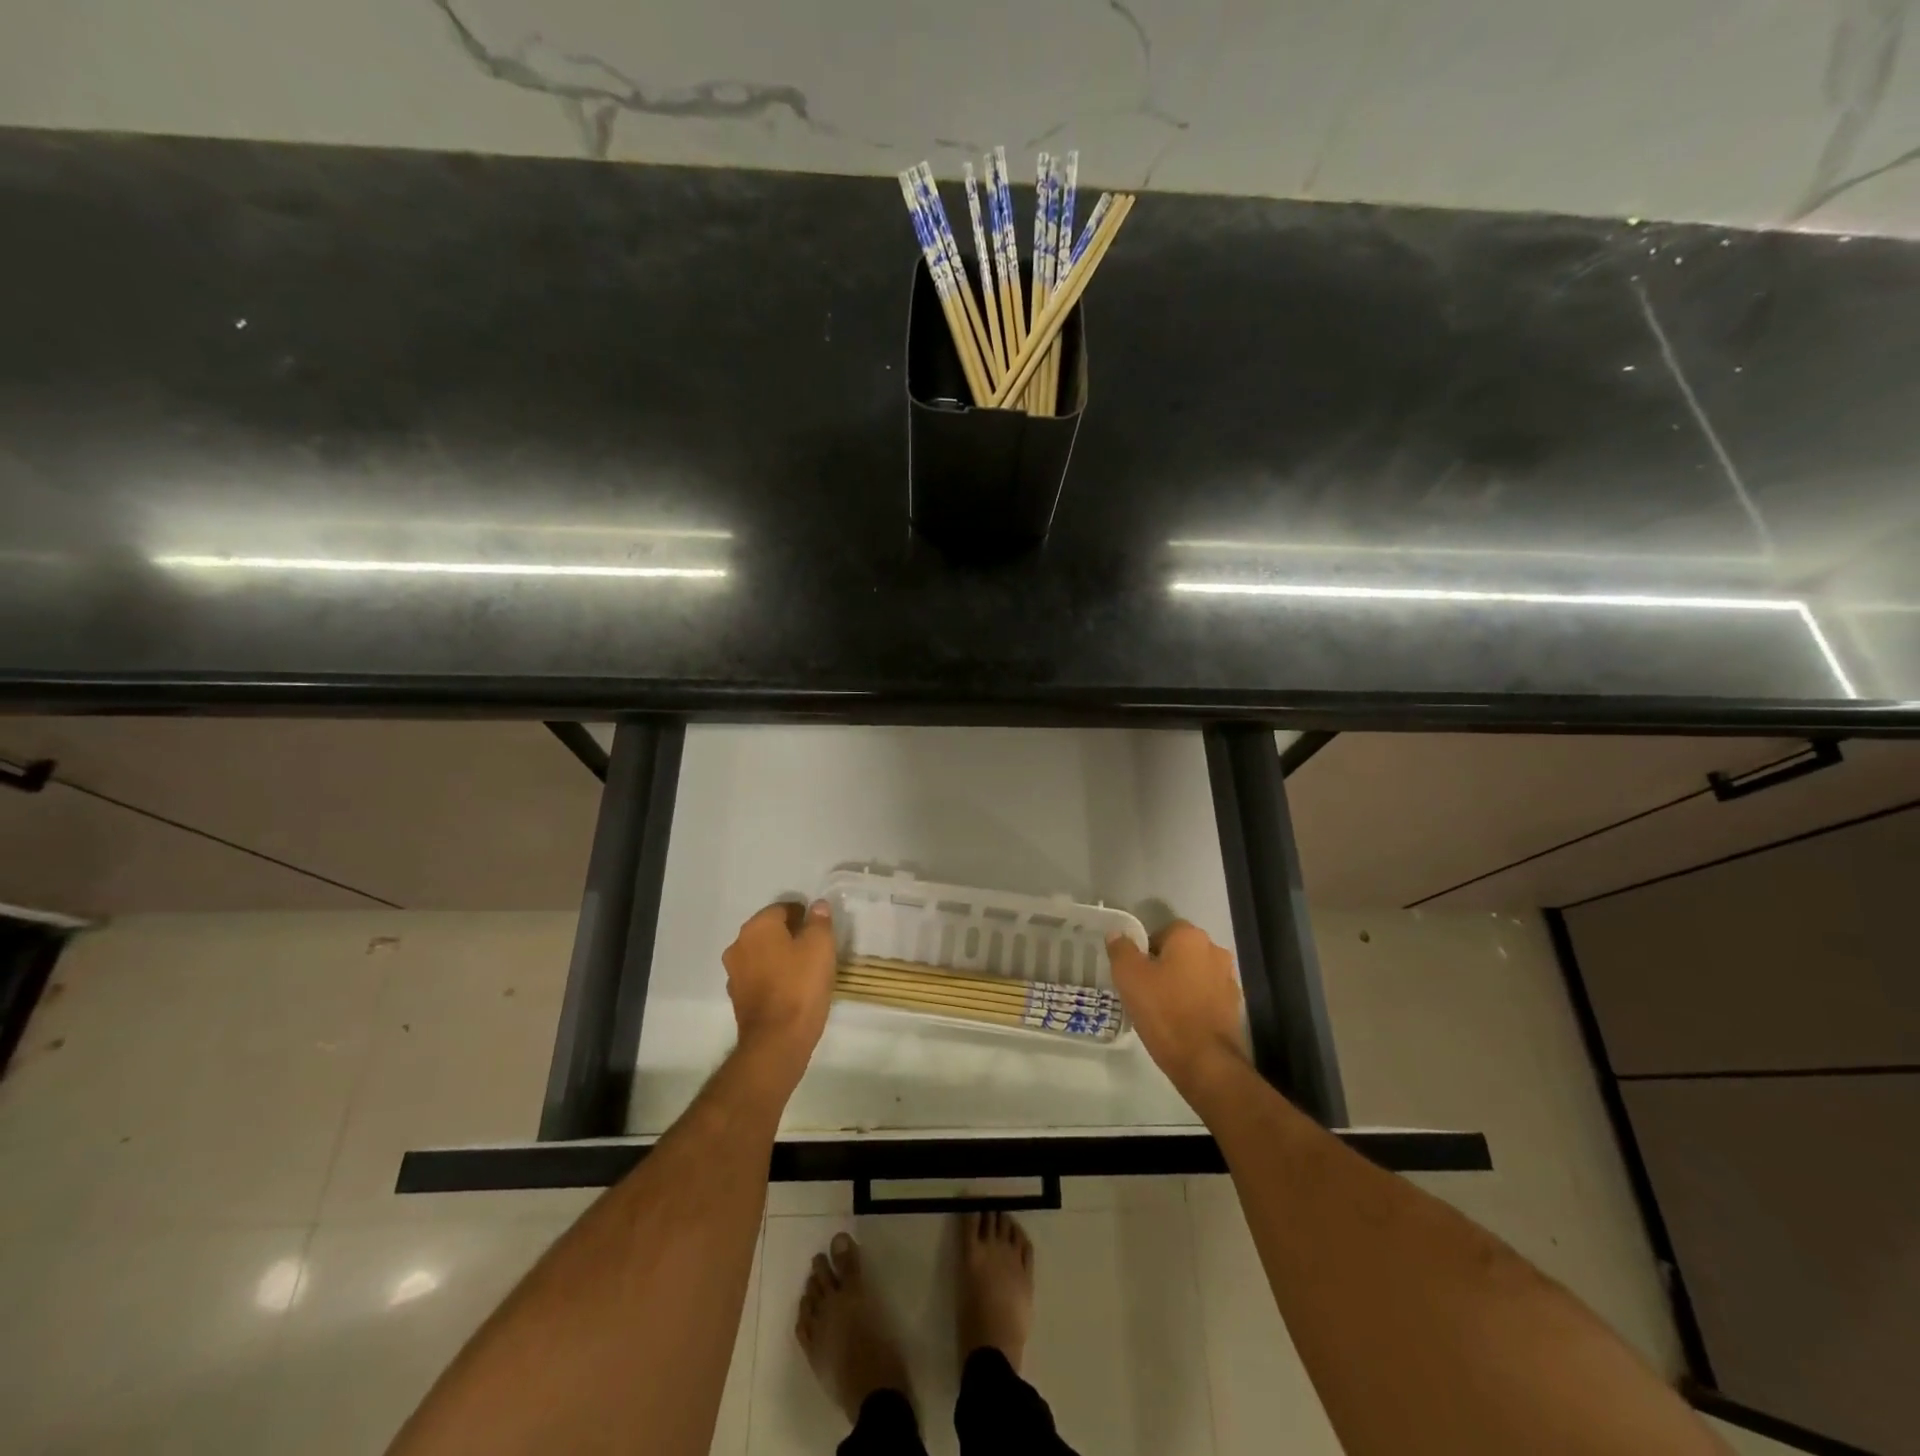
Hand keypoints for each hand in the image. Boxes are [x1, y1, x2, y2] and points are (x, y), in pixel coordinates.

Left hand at [722, 899, 837, 1078]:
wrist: (777, 1041)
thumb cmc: (801, 985)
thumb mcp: (821, 946)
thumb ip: (819, 921)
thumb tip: (818, 905)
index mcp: (757, 927)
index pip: (783, 908)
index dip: (804, 915)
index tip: (820, 930)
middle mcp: (739, 945)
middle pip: (769, 930)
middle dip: (790, 934)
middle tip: (815, 948)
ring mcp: (734, 973)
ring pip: (762, 954)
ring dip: (780, 956)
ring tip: (805, 970)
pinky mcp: (737, 998)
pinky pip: (758, 977)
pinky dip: (772, 977)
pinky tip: (791, 989)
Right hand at [1106, 920, 1247, 1098]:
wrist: (1205, 1062)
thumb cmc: (1164, 1011)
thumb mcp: (1129, 977)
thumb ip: (1121, 949)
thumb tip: (1118, 934)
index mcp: (1191, 937)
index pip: (1162, 931)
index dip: (1145, 950)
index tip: (1135, 973)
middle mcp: (1215, 951)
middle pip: (1180, 952)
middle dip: (1163, 966)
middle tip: (1144, 990)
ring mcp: (1228, 980)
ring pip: (1194, 974)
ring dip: (1180, 984)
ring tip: (1161, 1009)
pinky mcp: (1234, 1007)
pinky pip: (1206, 996)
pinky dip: (1193, 1003)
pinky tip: (1180, 1023)